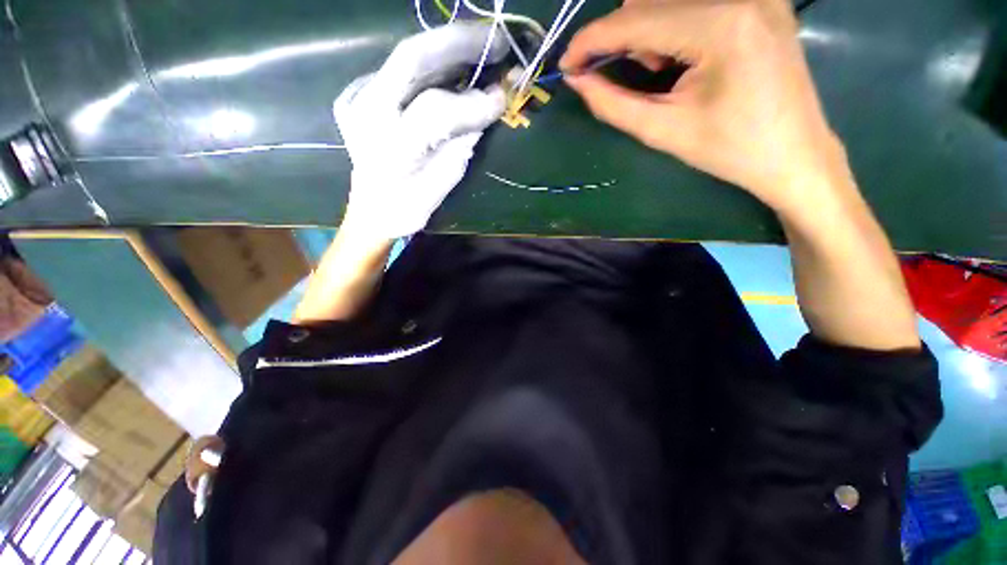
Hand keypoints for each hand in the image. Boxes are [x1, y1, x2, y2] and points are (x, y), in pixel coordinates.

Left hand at [334, 23, 507, 239]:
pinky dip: (426, 66)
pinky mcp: (354, 95)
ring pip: (404, 58)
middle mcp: (367, 114)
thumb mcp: (445, 181)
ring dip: (446, 50)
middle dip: (459, 44)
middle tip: (495, 40)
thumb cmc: (412, 205)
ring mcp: (356, 100)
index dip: (473, 102)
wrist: (373, 211)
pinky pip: (397, 71)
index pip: (436, 110)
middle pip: (412, 59)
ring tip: (479, 47)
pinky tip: (447, 70)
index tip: (503, 97)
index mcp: (392, 149)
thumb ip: (464, 141)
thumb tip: (488, 105)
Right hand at [561, 0, 848, 213]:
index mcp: (720, 26)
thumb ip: (612, 104)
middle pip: (651, 0)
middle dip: (622, 37)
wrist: (794, 155)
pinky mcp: (760, 2)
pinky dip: (671, 25)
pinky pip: (695, 3)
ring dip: (646, 31)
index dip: (592, 40)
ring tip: (657, 72)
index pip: (635, 19)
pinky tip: (679, 58)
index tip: (566, 63)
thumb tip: (577, 80)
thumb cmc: (729, 151)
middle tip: (618, 76)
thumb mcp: (662, 131)